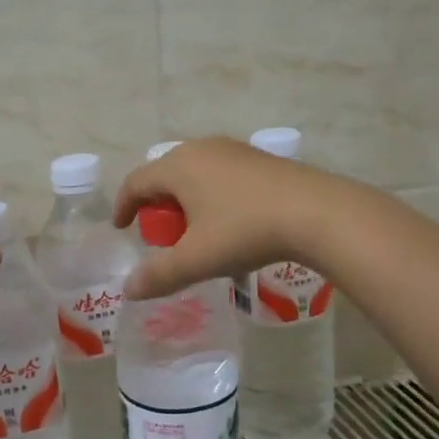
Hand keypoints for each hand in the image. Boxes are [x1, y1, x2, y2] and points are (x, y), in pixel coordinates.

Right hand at [112, 137, 341, 298]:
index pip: (136, 182)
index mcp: (178, 166)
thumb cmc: (245, 231)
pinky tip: (232, 226)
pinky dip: (214, 198)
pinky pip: (223, 176)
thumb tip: (130, 290)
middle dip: (157, 206)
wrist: (317, 213)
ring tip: (197, 233)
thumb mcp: (197, 259)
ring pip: (197, 174)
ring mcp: (235, 150)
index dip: (123, 206)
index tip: (122, 228)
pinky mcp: (261, 160)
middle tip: (161, 235)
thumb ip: (159, 274)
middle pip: (166, 175)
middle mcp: (203, 149)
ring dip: (188, 203)